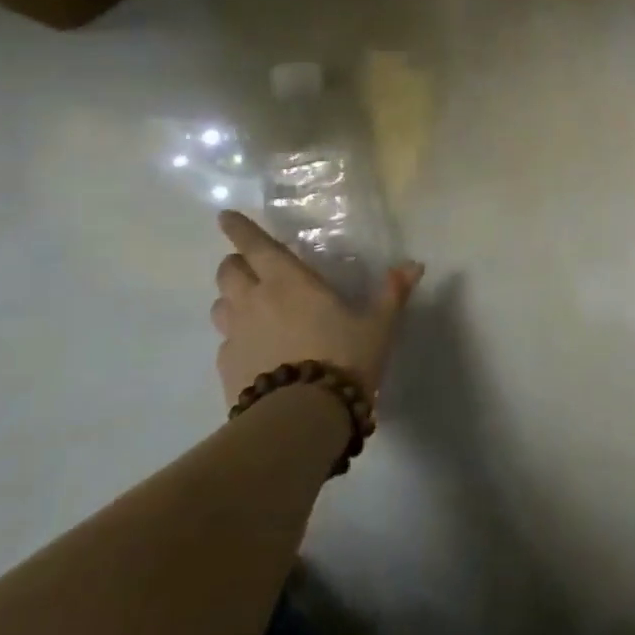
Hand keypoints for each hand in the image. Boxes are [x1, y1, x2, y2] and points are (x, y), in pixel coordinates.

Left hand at [210, 210, 424, 407]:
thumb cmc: (343, 358)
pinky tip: (256, 351)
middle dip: (237, 263)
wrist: (301, 418)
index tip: (225, 216)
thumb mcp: (378, 326)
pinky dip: (236, 338)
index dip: (238, 228)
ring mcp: (234, 336)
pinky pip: (225, 342)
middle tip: (253, 268)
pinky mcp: (226, 368)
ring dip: (232, 299)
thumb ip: (393, 293)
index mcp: (288, 281)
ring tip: (252, 308)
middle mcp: (254, 301)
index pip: (254, 244)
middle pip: (228, 271)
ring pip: (220, 305)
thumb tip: (414, 265)